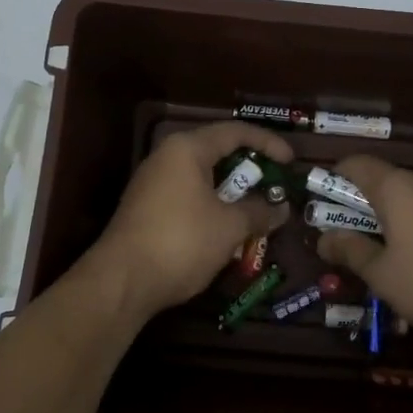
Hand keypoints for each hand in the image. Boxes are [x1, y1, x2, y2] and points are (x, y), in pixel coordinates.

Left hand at [87, 121, 293, 319]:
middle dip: (250, 169)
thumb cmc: (181, 242)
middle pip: (217, 151)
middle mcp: (167, 157)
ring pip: (202, 176)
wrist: (121, 281)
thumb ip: (259, 212)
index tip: (291, 162)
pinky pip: (188, 194)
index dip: (268, 143)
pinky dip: (212, 204)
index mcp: (187, 149)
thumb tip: (281, 209)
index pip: (235, 132)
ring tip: (257, 209)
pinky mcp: (146, 207)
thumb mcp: (229, 227)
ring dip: (232, 191)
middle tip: (276, 185)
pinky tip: (226, 228)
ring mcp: (153, 182)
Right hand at [316, 155, 412, 343]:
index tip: (317, 200)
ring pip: (402, 199)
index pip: (356, 163)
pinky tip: (404, 259)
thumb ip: (350, 251)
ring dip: (380, 217)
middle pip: (379, 180)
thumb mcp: (381, 273)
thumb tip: (322, 239)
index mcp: (395, 187)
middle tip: (337, 233)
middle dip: (354, 203)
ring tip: (367, 250)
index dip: (333, 176)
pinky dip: (405, 226)